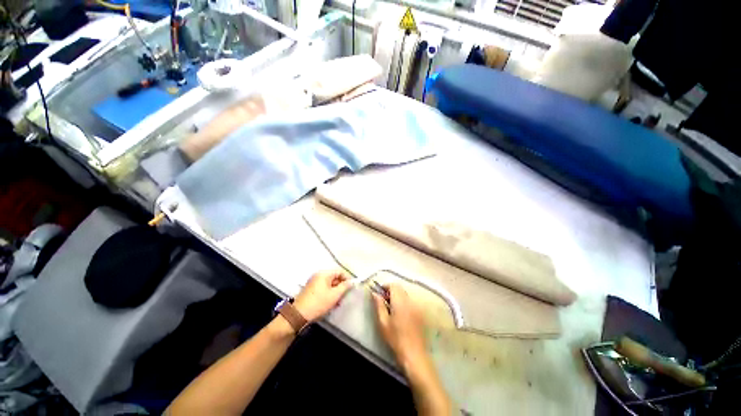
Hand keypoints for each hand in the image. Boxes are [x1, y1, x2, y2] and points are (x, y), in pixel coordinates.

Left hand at [294, 270, 352, 322]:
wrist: (298, 315)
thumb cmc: (318, 303)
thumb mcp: (334, 295)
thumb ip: (344, 287)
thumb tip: (351, 282)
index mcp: (324, 274)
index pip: (339, 271)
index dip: (347, 278)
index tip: (351, 287)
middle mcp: (318, 275)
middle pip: (334, 277)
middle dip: (341, 287)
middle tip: (344, 297)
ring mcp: (313, 282)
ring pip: (329, 284)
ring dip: (335, 292)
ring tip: (338, 302)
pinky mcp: (311, 289)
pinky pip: (323, 288)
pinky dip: (329, 294)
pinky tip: (331, 303)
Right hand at [372, 283, 426, 363]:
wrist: (414, 354)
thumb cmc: (395, 338)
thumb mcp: (383, 322)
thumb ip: (379, 305)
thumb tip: (375, 293)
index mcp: (400, 301)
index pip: (394, 285)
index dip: (385, 286)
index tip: (379, 292)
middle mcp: (410, 300)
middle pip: (400, 288)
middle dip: (391, 291)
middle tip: (383, 301)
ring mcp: (416, 306)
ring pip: (405, 294)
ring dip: (397, 296)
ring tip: (391, 308)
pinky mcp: (420, 313)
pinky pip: (410, 301)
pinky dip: (404, 302)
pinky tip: (400, 314)